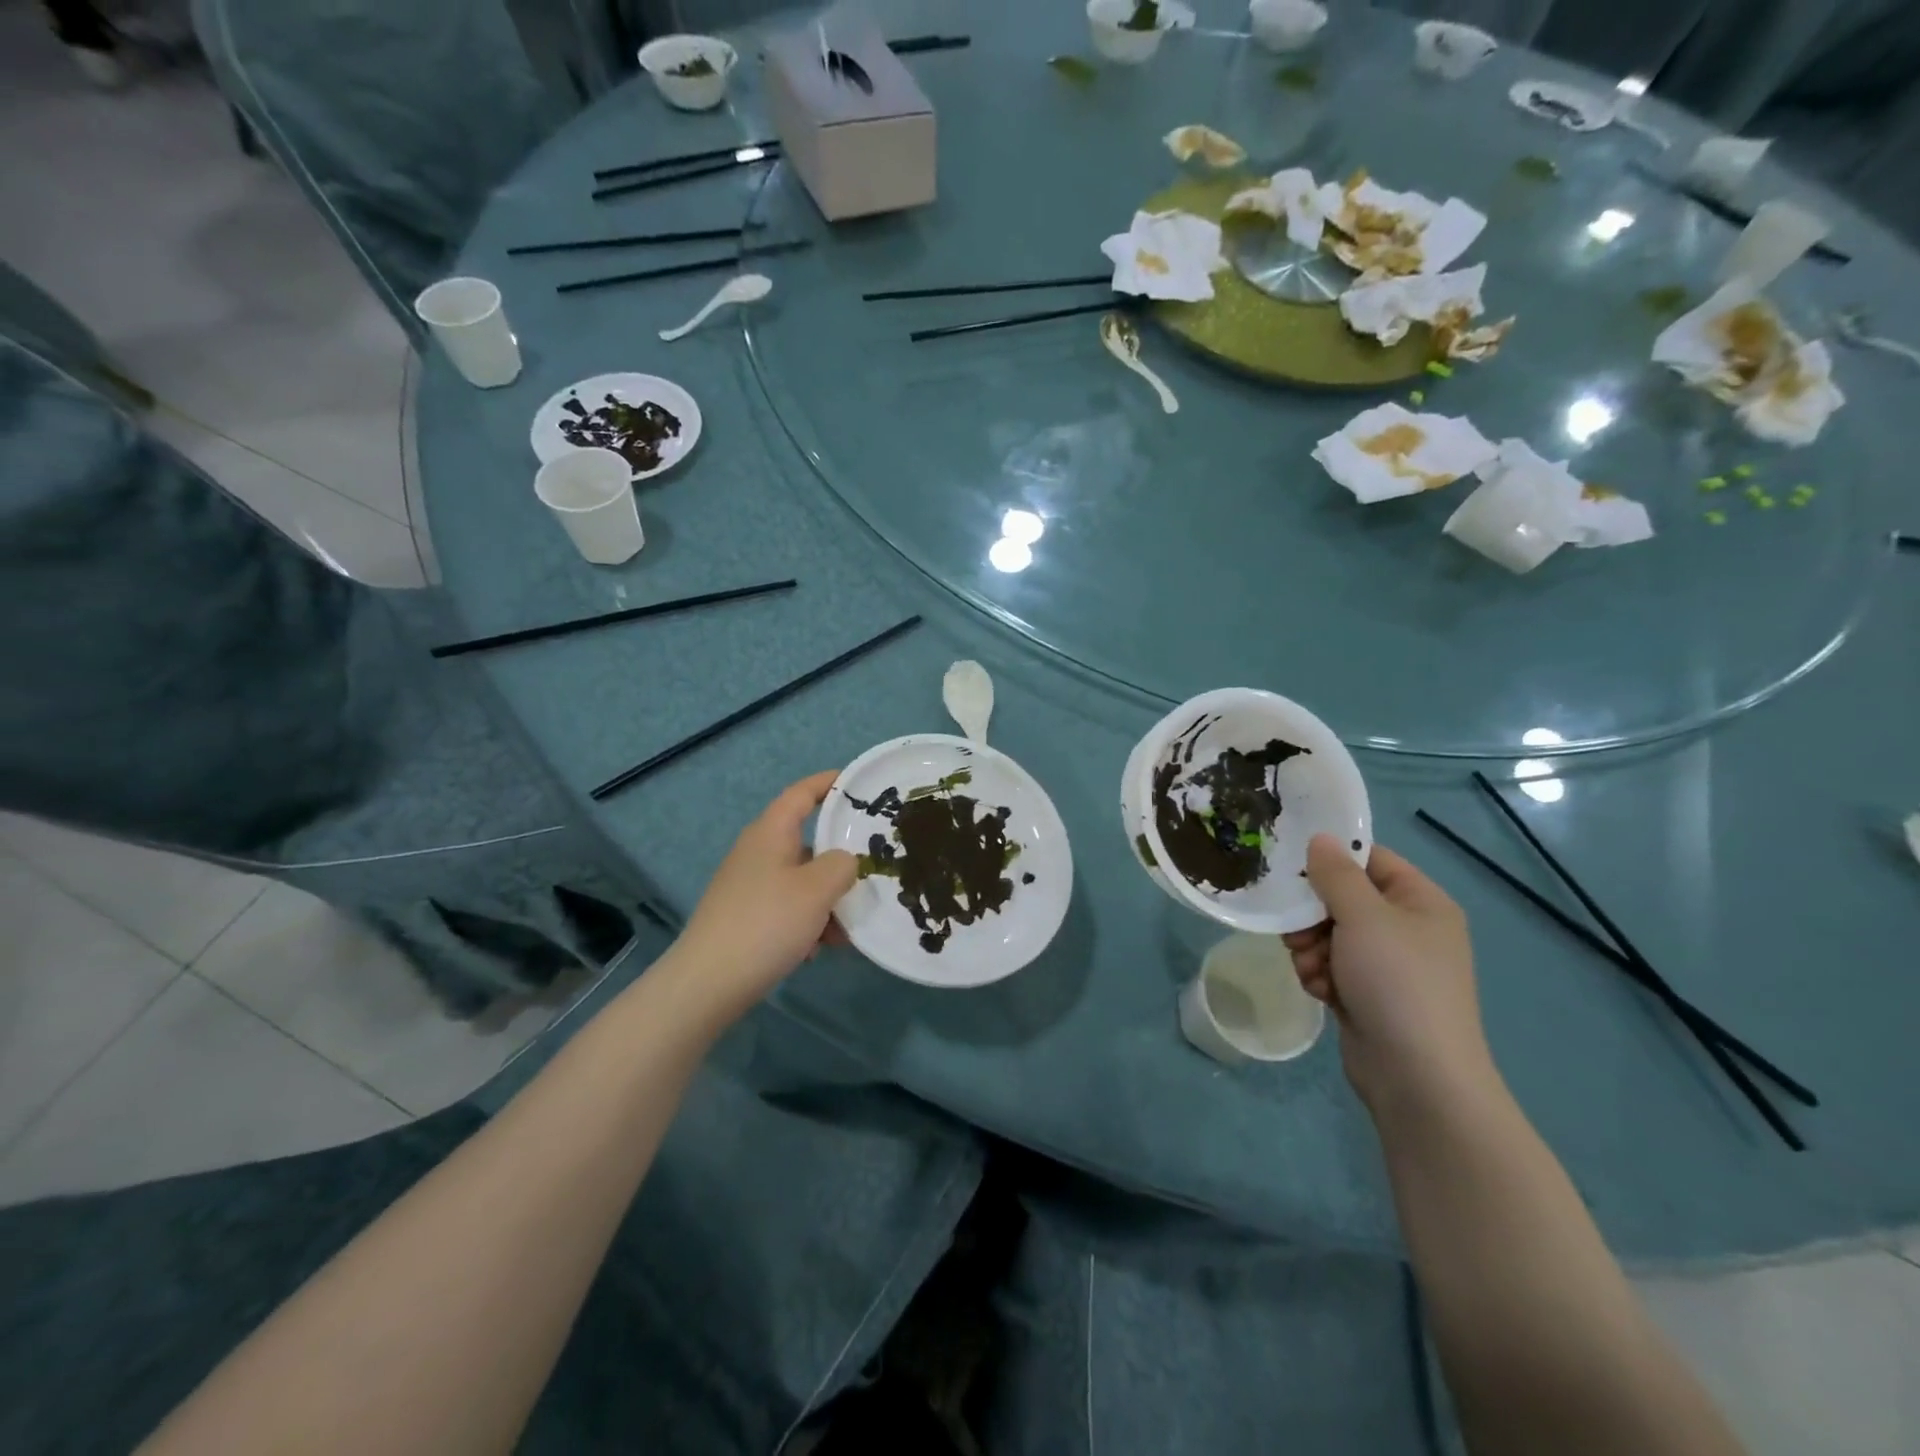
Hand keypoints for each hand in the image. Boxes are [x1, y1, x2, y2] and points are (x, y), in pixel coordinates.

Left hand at [670, 772, 856, 1023]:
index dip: (829, 783)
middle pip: (807, 841)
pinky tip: (817, 949)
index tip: (859, 783)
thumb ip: (843, 865)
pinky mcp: (745, 916)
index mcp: (770, 833)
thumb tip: (845, 861)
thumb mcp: (817, 889)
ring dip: (827, 900)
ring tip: (845, 931)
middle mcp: (757, 852)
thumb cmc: (766, 924)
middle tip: (870, 871)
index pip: (801, 793)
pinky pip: (787, 907)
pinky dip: (807, 921)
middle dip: (839, 860)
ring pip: (801, 880)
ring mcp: (748, 886)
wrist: (707, 983)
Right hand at [1283, 835, 1496, 1112]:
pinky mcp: (1368, 993)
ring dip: (1310, 948)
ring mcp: (1388, 964)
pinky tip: (1319, 991)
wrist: (1417, 1076)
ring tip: (1310, 968)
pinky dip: (1319, 974)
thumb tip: (1320, 838)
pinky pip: (1331, 966)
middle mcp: (1407, 928)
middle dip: (1312, 915)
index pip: (1370, 860)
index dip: (1332, 860)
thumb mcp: (1364, 917)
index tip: (1292, 867)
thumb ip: (1336, 874)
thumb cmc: (1397, 982)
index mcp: (1420, 902)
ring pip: (1329, 934)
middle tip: (1295, 931)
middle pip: (1342, 899)